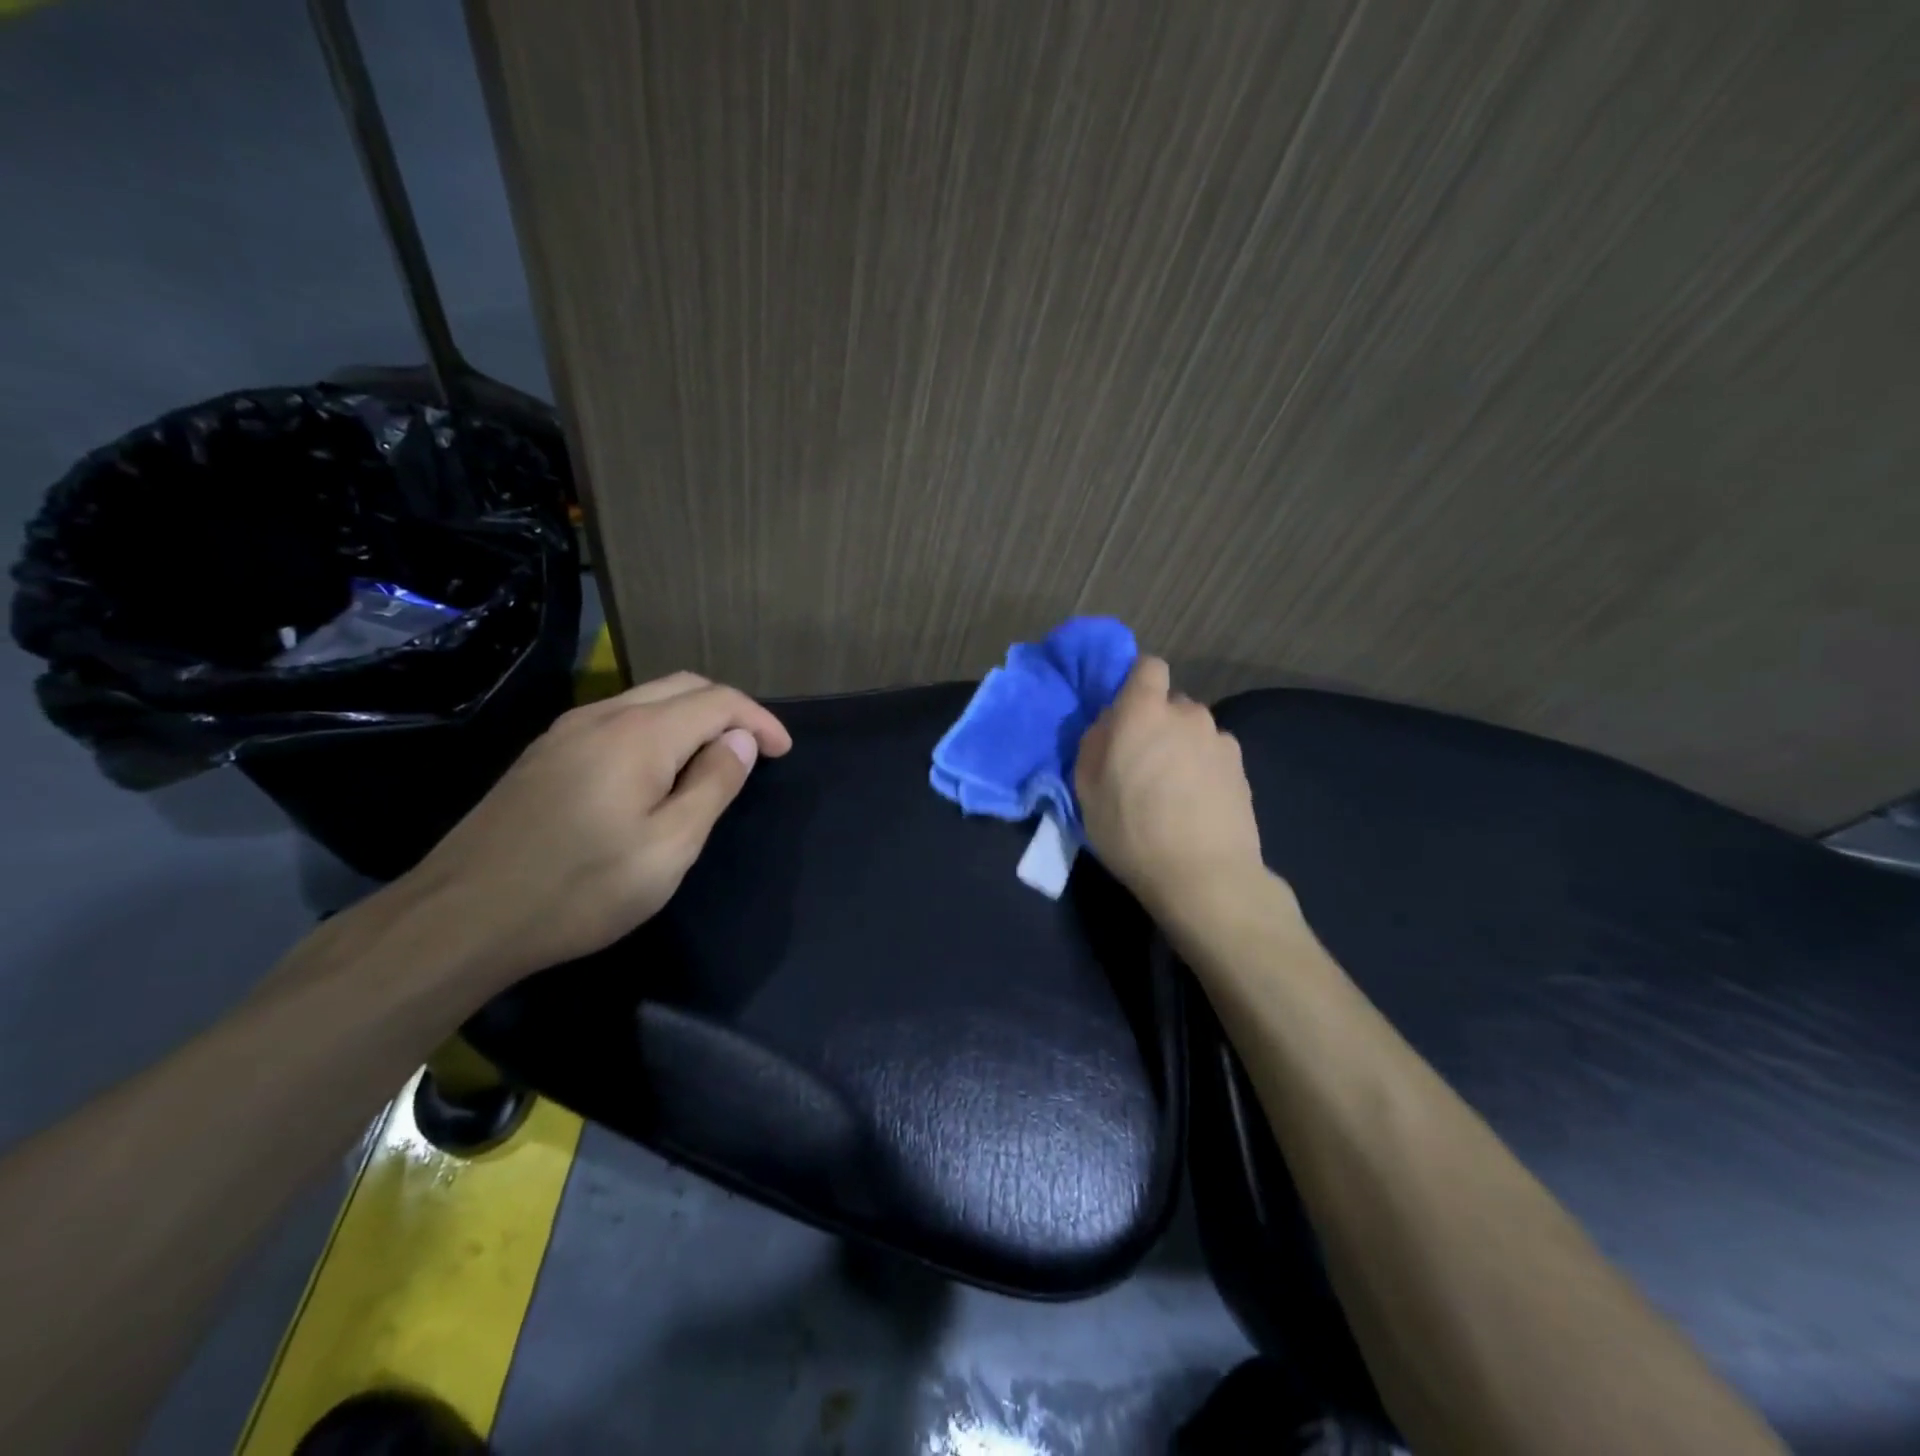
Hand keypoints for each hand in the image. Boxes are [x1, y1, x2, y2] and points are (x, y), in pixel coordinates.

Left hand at [401, 671, 791, 984]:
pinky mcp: (543, 754)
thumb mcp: (669, 847)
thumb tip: (740, 741)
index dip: (759, 721)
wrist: (461, 918)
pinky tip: (656, 771)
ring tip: (713, 760)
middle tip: (754, 751)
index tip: (784, 752)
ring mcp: (566, 732)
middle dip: (728, 711)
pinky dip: (655, 730)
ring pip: (646, 700)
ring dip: (690, 718)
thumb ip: (713, 785)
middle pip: (682, 687)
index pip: (718, 701)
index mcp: (640, 734)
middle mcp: (603, 715)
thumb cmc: (580, 888)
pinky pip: (616, 721)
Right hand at [1077, 656, 1268, 923]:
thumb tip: (1108, 725)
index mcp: (1144, 713)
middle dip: (1157, 723)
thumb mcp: (1087, 791)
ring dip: (1182, 748)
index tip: (1125, 714)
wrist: (1204, 876)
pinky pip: (1214, 755)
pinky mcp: (1242, 768)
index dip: (1137, 683)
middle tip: (1143, 763)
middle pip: (1171, 704)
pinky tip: (1197, 805)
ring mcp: (1220, 740)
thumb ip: (1094, 744)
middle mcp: (1187, 715)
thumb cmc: (1131, 832)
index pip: (1148, 667)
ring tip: (1174, 791)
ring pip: (1194, 732)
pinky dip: (1204, 770)